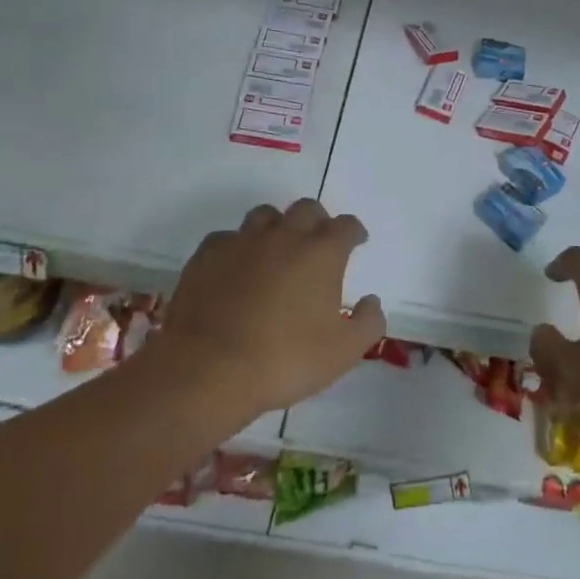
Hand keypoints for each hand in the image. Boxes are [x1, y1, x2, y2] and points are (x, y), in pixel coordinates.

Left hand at [151, 200, 383, 417]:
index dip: (354, 232)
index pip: (346, 226)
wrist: (207, 369)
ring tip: (276, 251)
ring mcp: (242, 241)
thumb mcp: (343, 352)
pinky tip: (236, 269)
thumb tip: (371, 301)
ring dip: (277, 227)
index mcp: (321, 253)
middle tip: (317, 244)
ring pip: (265, 216)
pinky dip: (238, 248)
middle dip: (317, 221)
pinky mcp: (207, 255)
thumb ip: (368, 322)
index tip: (356, 242)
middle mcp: (284, 236)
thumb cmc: (284, 359)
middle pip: (306, 208)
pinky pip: (227, 238)